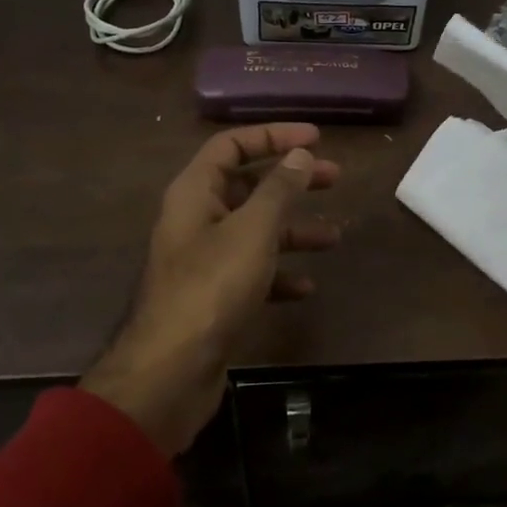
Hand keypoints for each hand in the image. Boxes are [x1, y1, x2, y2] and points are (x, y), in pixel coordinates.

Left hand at [81, 123, 340, 454]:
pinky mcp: (214, 297)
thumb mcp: (253, 230)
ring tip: (334, 236)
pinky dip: (279, 275)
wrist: (172, 370)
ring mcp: (204, 261)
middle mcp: (196, 220)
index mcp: (194, 193)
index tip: (316, 138)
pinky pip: (252, 273)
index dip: (273, 136)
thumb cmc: (213, 287)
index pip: (232, 146)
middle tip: (334, 178)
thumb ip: (279, 189)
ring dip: (293, 230)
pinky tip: (306, 288)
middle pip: (247, 187)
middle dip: (291, 182)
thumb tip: (300, 155)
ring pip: (254, 232)